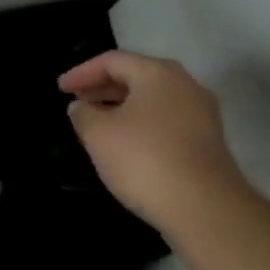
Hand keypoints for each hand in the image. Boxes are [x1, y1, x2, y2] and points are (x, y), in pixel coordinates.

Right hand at [58, 50, 248, 232]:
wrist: (206, 209)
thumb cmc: (145, 159)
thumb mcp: (99, 135)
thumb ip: (83, 114)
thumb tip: (81, 106)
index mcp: (158, 72)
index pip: (112, 60)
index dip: (81, 72)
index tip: (60, 89)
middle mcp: (185, 84)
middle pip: (136, 77)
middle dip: (102, 88)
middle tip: (77, 103)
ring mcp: (202, 114)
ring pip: (152, 101)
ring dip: (121, 108)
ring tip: (97, 125)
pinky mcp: (209, 142)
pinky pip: (166, 122)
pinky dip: (141, 125)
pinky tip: (126, 146)